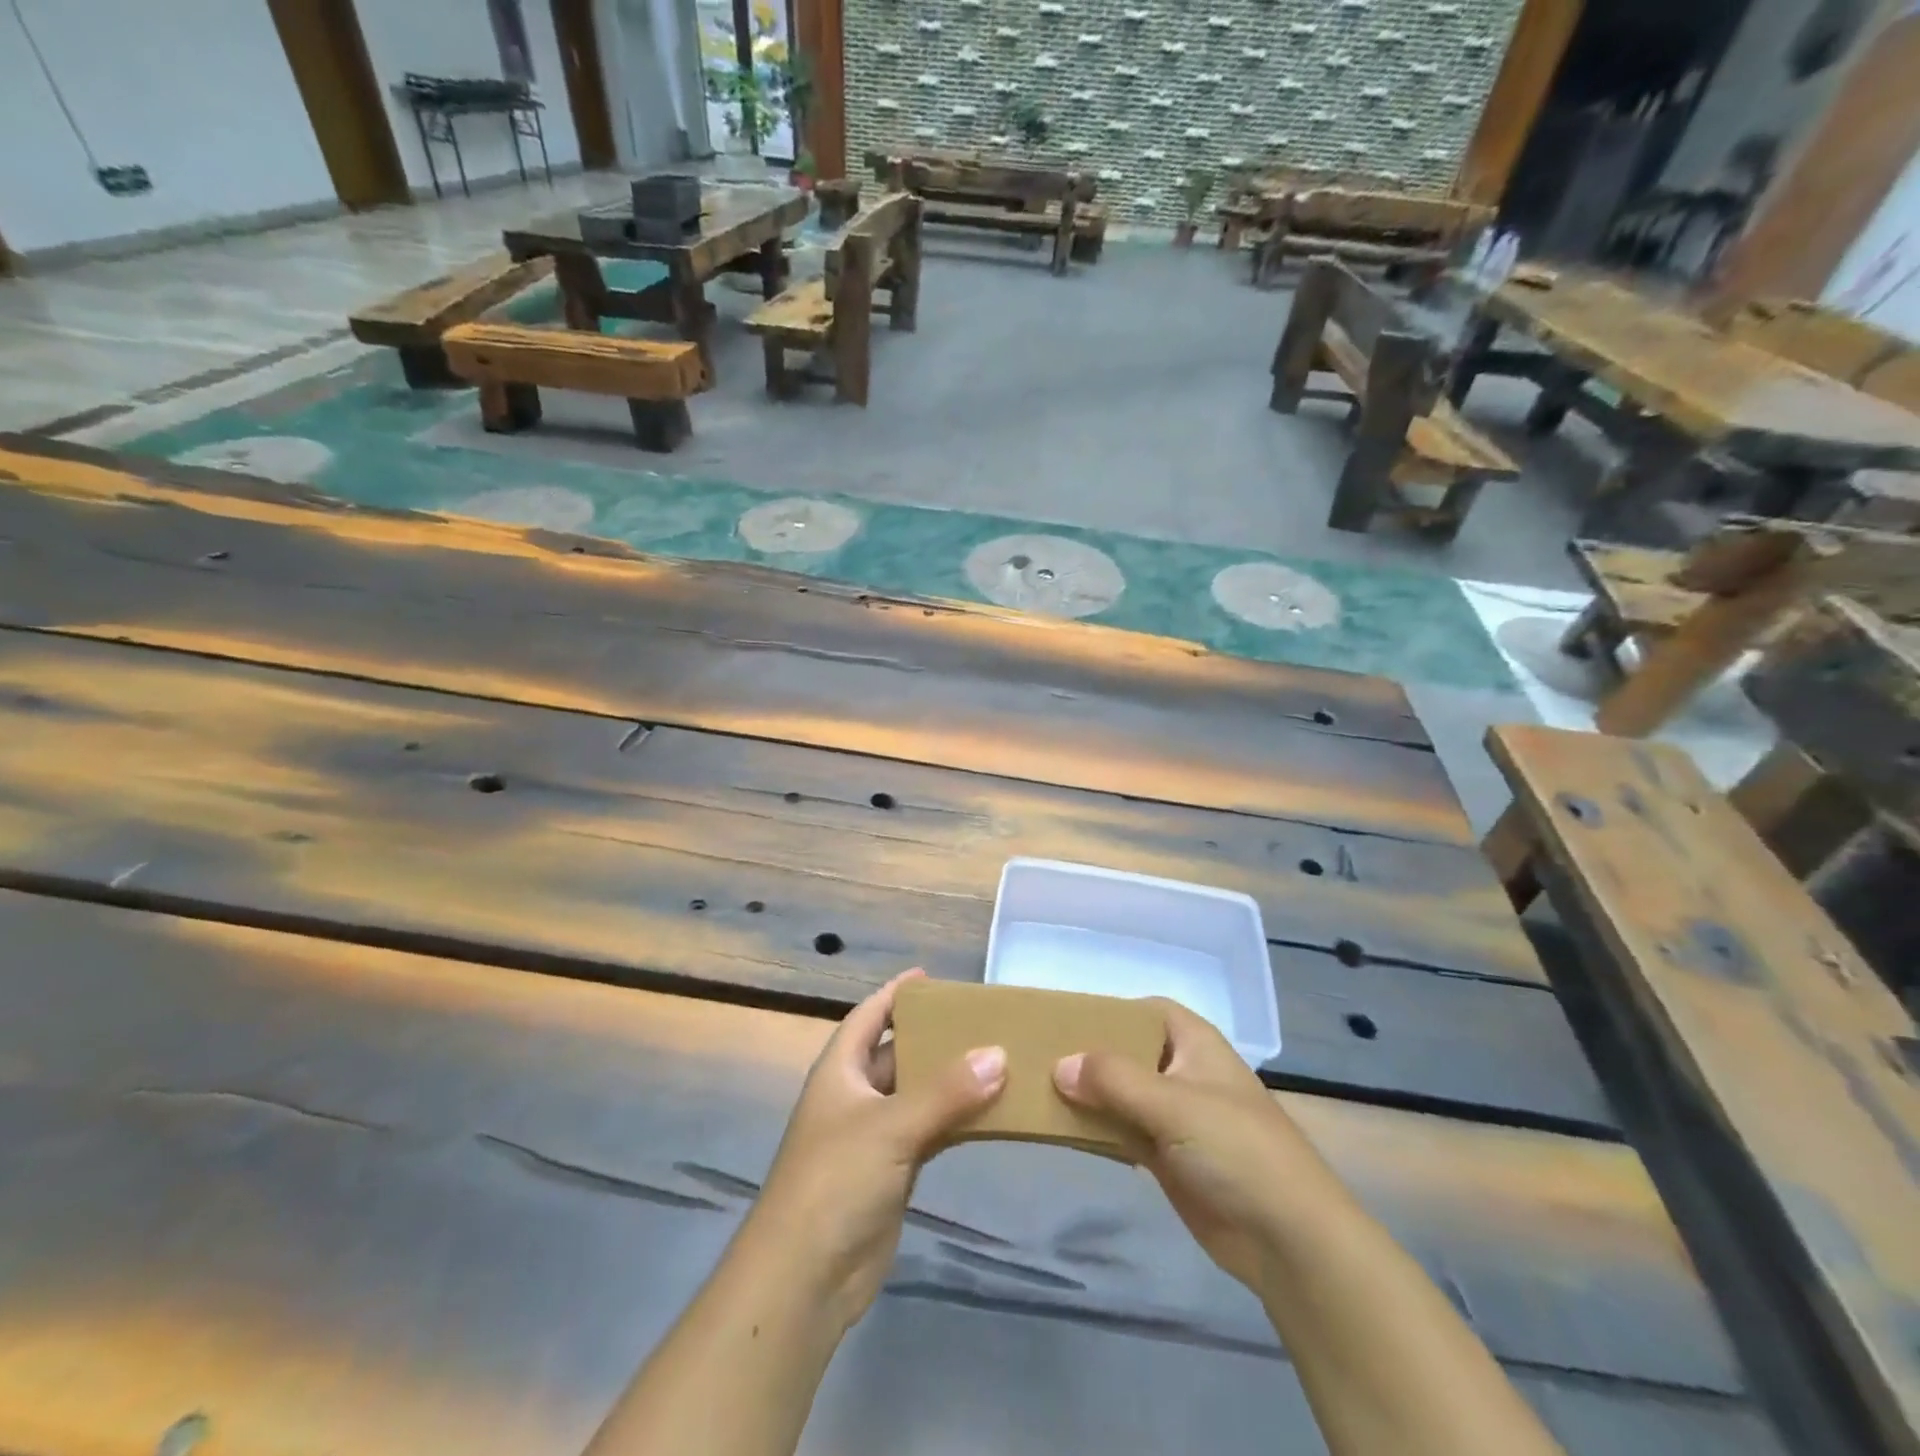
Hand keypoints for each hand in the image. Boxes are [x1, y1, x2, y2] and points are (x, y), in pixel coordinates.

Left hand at [747, 970, 1007, 1330]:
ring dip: (951, 1081)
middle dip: (935, 1037)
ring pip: (918, 1094)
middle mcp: (856, 1095)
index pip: (870, 1015)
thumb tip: (998, 1054)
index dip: (896, 993)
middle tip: (983, 1021)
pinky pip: (929, 1132)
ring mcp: (873, 1136)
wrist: (804, 1278)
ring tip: (999, 1059)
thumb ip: (946, 1092)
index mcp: (840, 1069)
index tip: (933, 978)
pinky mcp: (892, 1172)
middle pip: (898, 1052)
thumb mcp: (890, 1126)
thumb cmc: (836, 1180)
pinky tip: (990, 1113)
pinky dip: (956, 1121)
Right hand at [1055, 999, 1347, 1291]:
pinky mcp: (1167, 1156)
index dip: (1109, 1010)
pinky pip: (1122, 1131)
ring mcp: (1175, 1116)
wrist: (1288, 1239)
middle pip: (1128, 1051)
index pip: (1145, 1010)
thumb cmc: (1237, 1150)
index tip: (1064, 1019)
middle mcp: (1182, 1072)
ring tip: (1036, 1088)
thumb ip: (1114, 1080)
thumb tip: (1060, 1065)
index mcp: (1194, 1043)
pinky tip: (1062, 1128)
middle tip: (1037, 1055)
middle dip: (1089, 1054)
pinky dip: (1097, 1129)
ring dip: (1088, 1094)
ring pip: (1121, 1093)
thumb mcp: (1174, 1104)